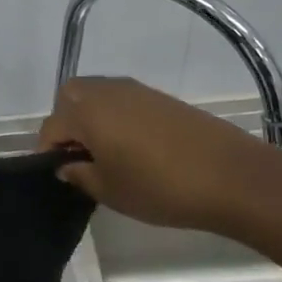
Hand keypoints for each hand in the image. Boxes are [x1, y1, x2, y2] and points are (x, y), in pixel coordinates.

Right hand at [36, 76, 277, 231]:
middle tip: (80, 157)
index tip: (60, 176)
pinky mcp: (161, 98)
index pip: (51, 127)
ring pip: (97, 96)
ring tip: (107, 154)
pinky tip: (134, 148)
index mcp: (85, 111)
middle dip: (67, 123)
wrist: (232, 177)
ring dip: (92, 118)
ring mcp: (136, 91)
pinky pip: (123, 101)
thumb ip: (79, 174)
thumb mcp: (108, 190)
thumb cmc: (159, 186)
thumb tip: (66, 166)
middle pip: (70, 98)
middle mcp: (105, 91)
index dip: (48, 153)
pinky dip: (117, 117)